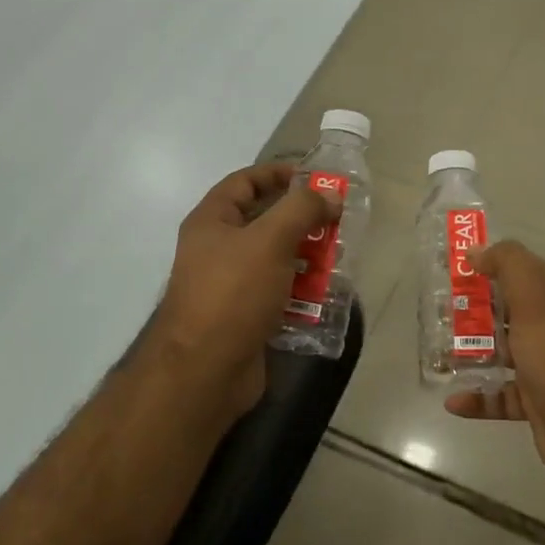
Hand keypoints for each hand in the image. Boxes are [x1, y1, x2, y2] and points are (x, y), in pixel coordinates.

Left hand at [145, 163, 336, 419]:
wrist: (206, 370)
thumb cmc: (233, 294)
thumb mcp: (269, 240)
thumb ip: (301, 209)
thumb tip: (329, 195)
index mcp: (212, 222)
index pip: (244, 182)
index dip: (278, 175)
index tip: (316, 179)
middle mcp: (217, 249)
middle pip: (264, 222)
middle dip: (301, 221)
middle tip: (336, 223)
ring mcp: (230, 285)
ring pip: (275, 260)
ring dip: (306, 257)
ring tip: (337, 260)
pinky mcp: (245, 316)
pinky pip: (278, 293)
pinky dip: (301, 291)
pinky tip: (325, 296)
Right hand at [444, 241, 544, 491]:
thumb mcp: (536, 301)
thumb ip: (509, 266)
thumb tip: (478, 251)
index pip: (517, 271)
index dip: (487, 265)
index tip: (450, 269)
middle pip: (503, 312)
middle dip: (470, 312)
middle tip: (434, 313)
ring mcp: (542, 367)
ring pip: (498, 354)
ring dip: (469, 355)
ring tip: (436, 356)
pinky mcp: (533, 403)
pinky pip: (498, 396)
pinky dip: (476, 398)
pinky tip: (453, 400)